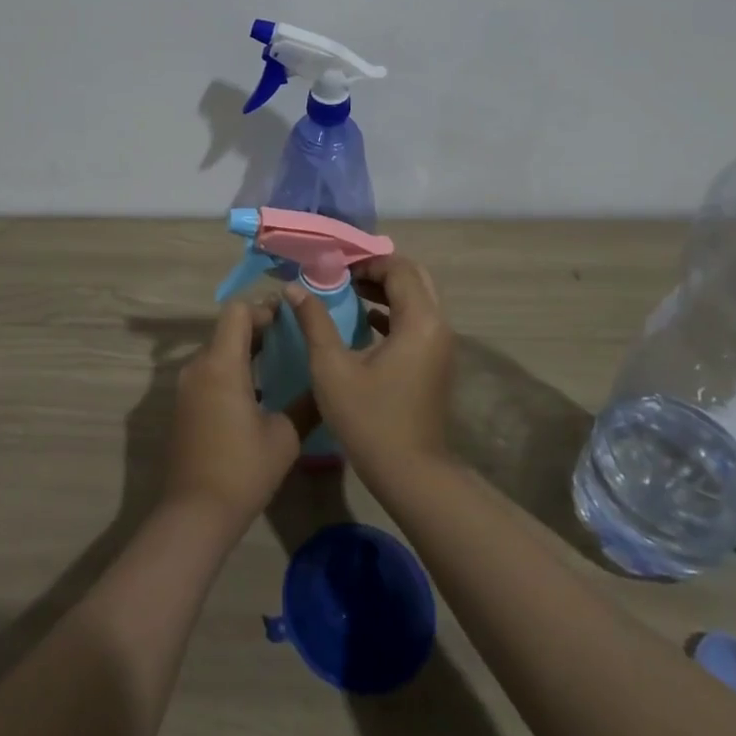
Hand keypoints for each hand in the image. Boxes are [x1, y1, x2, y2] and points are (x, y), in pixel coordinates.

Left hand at [161, 299, 302, 533]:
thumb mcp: (284, 437)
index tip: (289, 318)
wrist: (194, 514)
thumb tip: (324, 384)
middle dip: (258, 328)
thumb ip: (306, 403)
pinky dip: (232, 370)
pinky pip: (209, 373)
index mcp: (221, 364)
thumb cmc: (242, 470)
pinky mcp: (184, 406)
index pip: (237, 312)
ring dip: (244, 350)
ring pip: (217, 352)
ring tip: (279, 363)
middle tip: (291, 338)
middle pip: (226, 329)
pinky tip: (258, 392)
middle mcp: (198, 367)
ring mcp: (186, 387)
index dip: (264, 309)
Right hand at [287, 255, 454, 481]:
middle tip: (342, 273)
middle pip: (413, 278)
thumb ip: (314, 322)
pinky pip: (417, 320)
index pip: (398, 268)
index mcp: (419, 321)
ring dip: (385, 290)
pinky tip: (363, 320)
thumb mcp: (332, 368)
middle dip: (378, 270)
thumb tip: (295, 288)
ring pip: (417, 299)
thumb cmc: (369, 420)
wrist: (411, 474)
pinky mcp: (436, 362)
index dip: (366, 260)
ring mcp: (440, 345)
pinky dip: (393, 312)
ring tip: (346, 290)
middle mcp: (438, 326)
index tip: (334, 264)